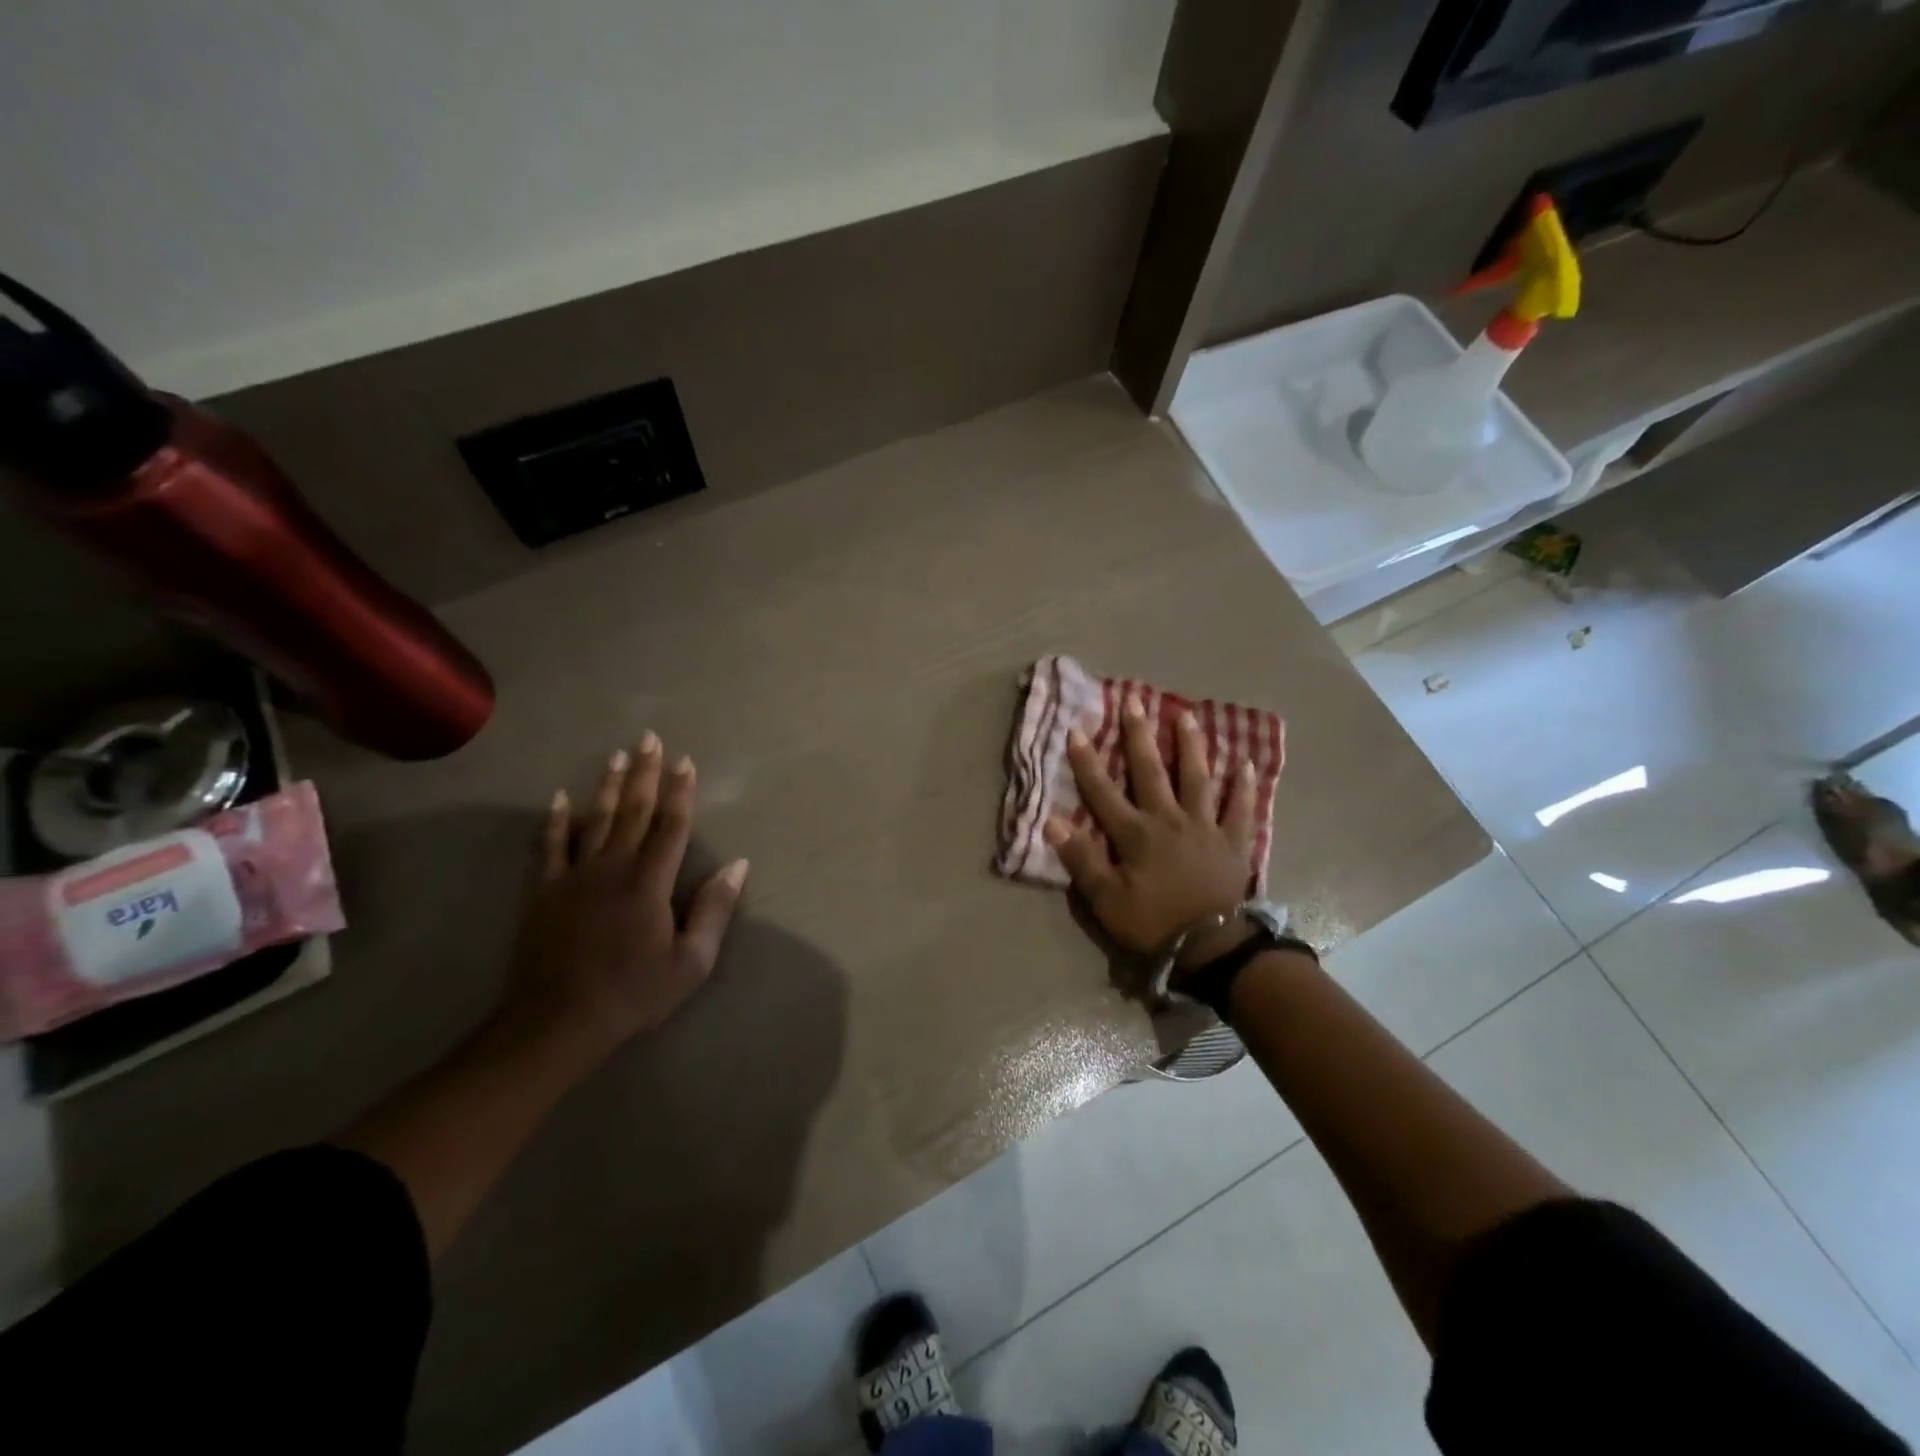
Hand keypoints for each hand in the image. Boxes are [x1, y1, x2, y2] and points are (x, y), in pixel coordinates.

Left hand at [505, 734, 748, 1060]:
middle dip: (644, 773)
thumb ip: (714, 910)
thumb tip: (738, 866)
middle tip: (649, 738)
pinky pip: (547, 847)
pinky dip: (554, 821)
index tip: (685, 760)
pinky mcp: (543, 892)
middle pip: (632, 811)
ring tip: (616, 755)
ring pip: (593, 820)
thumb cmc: (634, 993)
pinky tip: (558, 799)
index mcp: (649, 882)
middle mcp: (612, 867)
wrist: (558, 1022)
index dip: (680, 792)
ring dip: (606, 786)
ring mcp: (573, 876)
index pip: (671, 826)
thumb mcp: (691, 962)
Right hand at [1044, 698, 1257, 954]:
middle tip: (1135, 702)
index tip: (1077, 729)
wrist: (1211, 947)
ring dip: (1191, 746)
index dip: (1087, 761)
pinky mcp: (1232, 842)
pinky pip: (1240, 809)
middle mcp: (1169, 820)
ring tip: (1187, 716)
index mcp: (1135, 834)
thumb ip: (1081, 859)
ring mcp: (1205, 828)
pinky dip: (1243, 786)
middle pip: (1151, 771)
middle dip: (1139, 736)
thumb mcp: (1105, 899)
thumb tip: (1052, 821)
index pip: (1103, 791)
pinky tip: (1246, 763)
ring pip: (1197, 779)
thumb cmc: (1153, 923)